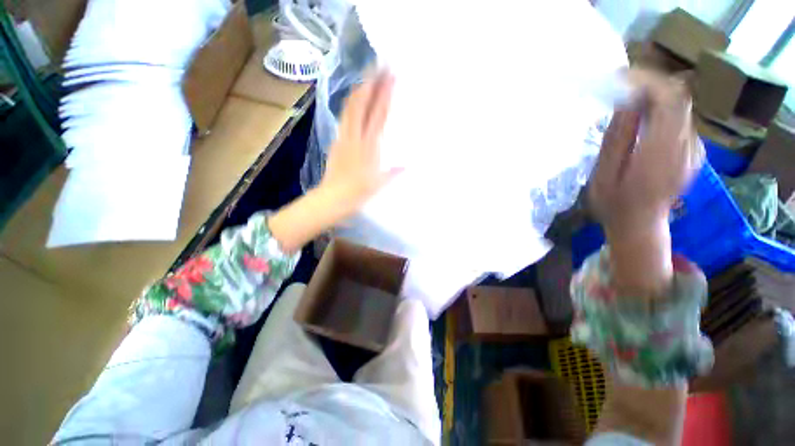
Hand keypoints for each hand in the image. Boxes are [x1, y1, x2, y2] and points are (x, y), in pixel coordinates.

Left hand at [318, 70, 401, 217]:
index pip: (378, 115)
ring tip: (367, 76)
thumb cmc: (357, 193)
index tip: (391, 76)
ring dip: (359, 89)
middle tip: (380, 66)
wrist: (332, 198)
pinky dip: (351, 104)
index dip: (385, 95)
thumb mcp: (379, 185)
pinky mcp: (336, 141)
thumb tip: (408, 165)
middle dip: (371, 83)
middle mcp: (355, 137)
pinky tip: (354, 101)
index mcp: (369, 147)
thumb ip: (393, 173)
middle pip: (362, 105)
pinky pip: (344, 117)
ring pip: (350, 108)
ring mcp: (343, 137)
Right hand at [588, 69, 703, 295]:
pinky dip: (662, 109)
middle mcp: (685, 147)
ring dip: (655, 96)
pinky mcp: (693, 149)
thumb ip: (617, 139)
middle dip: (650, 84)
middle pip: (678, 99)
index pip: (668, 102)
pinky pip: (680, 119)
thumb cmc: (614, 203)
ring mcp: (693, 148)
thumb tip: (626, 102)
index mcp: (660, 155)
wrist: (640, 223)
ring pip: (680, 107)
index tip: (621, 77)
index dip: (647, 82)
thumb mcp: (604, 174)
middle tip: (622, 84)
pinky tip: (643, 116)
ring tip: (629, 98)